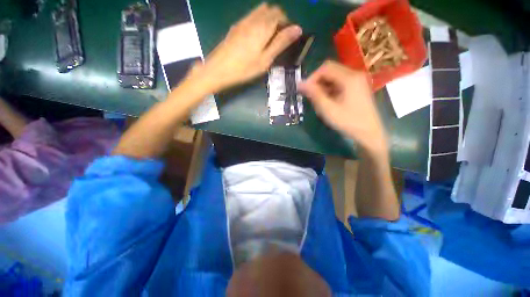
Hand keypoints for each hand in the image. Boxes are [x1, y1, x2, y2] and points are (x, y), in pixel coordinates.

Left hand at [193, 3, 301, 92]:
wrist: (218, 69)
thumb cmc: (244, 68)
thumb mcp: (265, 59)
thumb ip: (281, 43)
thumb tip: (297, 29)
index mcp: (263, 26)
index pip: (280, 14)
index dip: (287, 23)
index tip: (288, 37)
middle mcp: (253, 19)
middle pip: (271, 10)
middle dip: (279, 19)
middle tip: (279, 38)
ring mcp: (242, 22)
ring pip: (260, 11)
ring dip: (268, 19)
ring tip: (269, 38)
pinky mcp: (235, 27)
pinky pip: (251, 17)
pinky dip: (259, 22)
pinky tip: (256, 37)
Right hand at [298, 61, 387, 154]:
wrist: (369, 132)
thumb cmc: (348, 121)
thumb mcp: (328, 109)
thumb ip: (314, 94)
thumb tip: (300, 84)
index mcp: (349, 78)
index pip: (325, 68)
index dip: (312, 77)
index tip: (305, 91)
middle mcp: (355, 74)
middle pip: (330, 70)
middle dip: (317, 81)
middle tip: (310, 95)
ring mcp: (357, 80)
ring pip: (334, 76)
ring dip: (323, 85)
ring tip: (318, 100)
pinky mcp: (357, 87)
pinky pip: (340, 82)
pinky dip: (330, 88)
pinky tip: (327, 100)